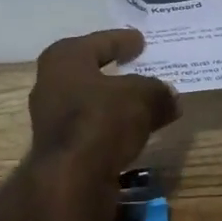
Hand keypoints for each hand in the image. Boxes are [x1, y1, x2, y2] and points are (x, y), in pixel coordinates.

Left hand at [29, 29, 178, 177]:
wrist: (71, 180)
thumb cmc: (102, 120)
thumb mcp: (142, 97)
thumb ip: (158, 92)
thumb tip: (170, 97)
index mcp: (64, 59)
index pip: (99, 42)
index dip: (122, 40)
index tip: (140, 40)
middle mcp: (51, 84)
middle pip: (91, 71)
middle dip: (116, 71)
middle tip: (141, 67)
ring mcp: (52, 119)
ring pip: (92, 102)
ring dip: (115, 103)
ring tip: (145, 103)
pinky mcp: (60, 149)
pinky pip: (93, 128)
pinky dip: (112, 127)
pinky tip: (134, 132)